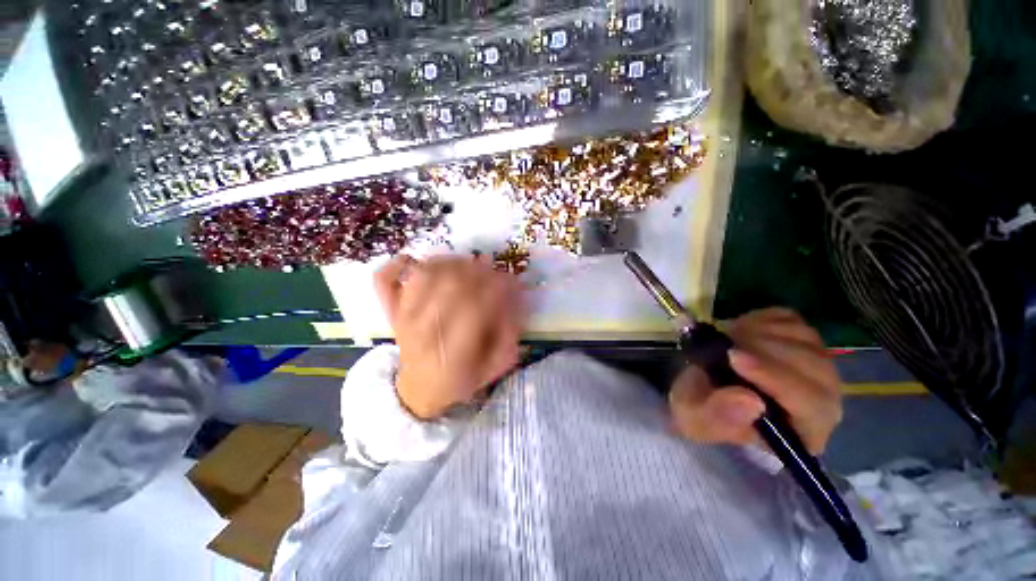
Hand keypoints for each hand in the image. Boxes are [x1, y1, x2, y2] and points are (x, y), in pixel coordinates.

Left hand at [375, 254, 524, 419]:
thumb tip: (516, 298)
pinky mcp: (392, 311)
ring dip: (451, 262)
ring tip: (467, 263)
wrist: (418, 390)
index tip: (510, 280)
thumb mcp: (494, 367)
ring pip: (423, 275)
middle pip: (449, 285)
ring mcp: (404, 318)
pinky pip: (386, 279)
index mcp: (453, 354)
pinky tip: (421, 261)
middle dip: (478, 270)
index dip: (496, 288)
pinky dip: (401, 263)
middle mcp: (425, 332)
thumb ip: (510, 335)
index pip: (475, 308)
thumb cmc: (460, 380)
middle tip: (492, 268)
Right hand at [668, 308, 841, 454]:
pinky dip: (761, 319)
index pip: (811, 405)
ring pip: (804, 338)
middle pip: (814, 367)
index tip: (733, 358)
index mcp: (803, 431)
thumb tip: (750, 401)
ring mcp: (814, 363)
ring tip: (727, 339)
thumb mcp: (697, 420)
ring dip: (760, 332)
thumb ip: (719, 416)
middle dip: (764, 350)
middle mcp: (821, 399)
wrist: (699, 387)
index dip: (776, 378)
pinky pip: (790, 320)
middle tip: (724, 343)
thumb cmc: (701, 411)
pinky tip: (739, 330)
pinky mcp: (799, 338)